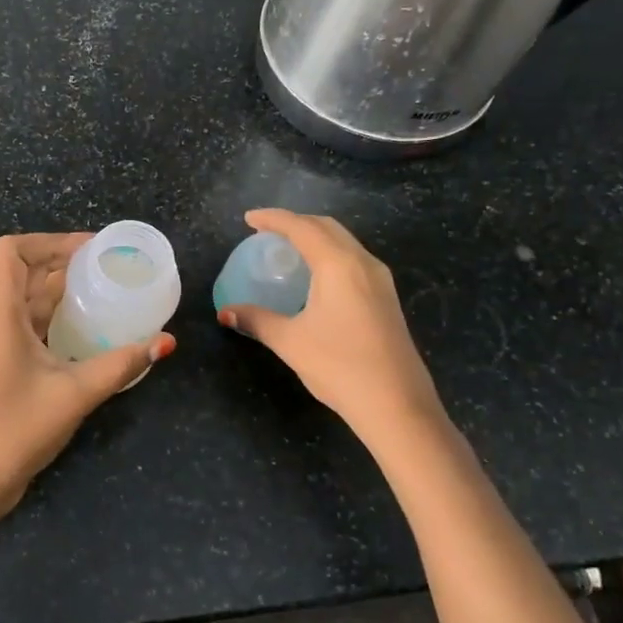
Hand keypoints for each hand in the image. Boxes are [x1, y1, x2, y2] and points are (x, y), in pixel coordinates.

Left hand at [0, 232, 174, 520]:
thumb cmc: (17, 429)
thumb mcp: (75, 393)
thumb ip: (121, 364)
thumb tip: (165, 342)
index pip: (11, 251)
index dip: (48, 240)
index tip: (89, 249)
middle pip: (23, 272)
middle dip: (63, 261)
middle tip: (107, 266)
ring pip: (26, 299)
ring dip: (60, 289)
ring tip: (103, 289)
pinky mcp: (0, 363)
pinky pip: (27, 324)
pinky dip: (54, 316)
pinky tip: (86, 327)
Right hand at [218, 209, 450, 447]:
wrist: (396, 404)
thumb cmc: (339, 366)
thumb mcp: (290, 341)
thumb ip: (257, 320)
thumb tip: (226, 313)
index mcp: (338, 264)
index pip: (302, 227)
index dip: (273, 219)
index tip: (248, 219)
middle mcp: (363, 263)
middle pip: (327, 227)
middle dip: (296, 222)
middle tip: (267, 232)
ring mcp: (380, 280)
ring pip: (345, 242)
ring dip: (316, 237)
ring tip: (289, 249)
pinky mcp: (387, 299)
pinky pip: (354, 260)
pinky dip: (330, 254)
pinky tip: (316, 276)